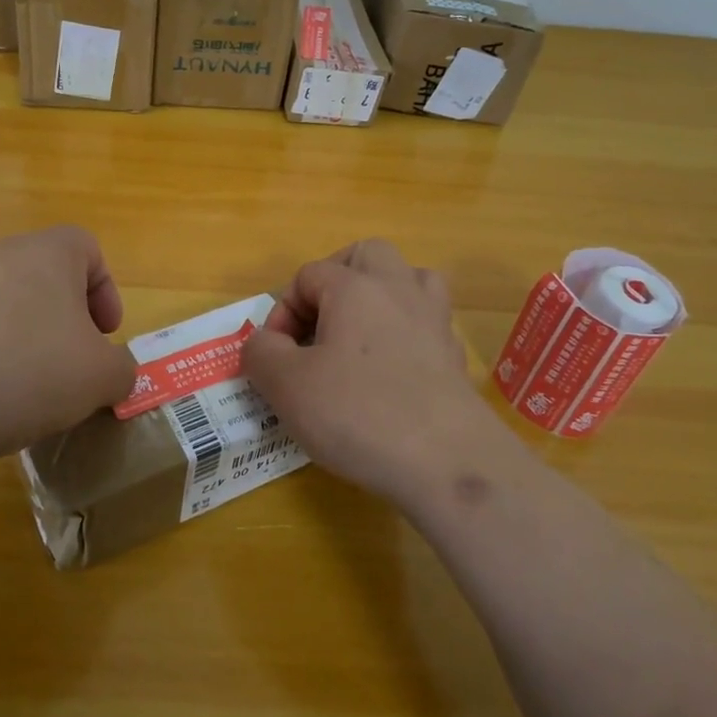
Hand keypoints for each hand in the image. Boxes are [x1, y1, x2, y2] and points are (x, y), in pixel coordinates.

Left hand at [0, 226, 136, 469]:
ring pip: (3, 305)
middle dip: (64, 319)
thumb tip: (114, 373)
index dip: (105, 290)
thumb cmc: (28, 371)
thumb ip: (121, 370)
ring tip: (25, 390)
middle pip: (43, 277)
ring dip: (22, 339)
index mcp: (47, 253)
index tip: (104, 335)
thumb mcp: (99, 377)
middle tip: (71, 364)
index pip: (86, 247)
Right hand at [242, 238, 500, 504]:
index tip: (276, 355)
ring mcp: (434, 321)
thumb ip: (261, 352)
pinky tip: (391, 372)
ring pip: (409, 279)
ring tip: (359, 333)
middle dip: (336, 279)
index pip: (307, 275)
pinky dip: (405, 334)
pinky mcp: (454, 357)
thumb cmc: (358, 413)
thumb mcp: (287, 386)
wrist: (448, 462)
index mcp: (355, 287)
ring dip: (380, 296)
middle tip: (319, 322)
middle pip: (367, 255)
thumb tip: (265, 342)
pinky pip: (427, 324)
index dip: (282, 311)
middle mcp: (398, 290)